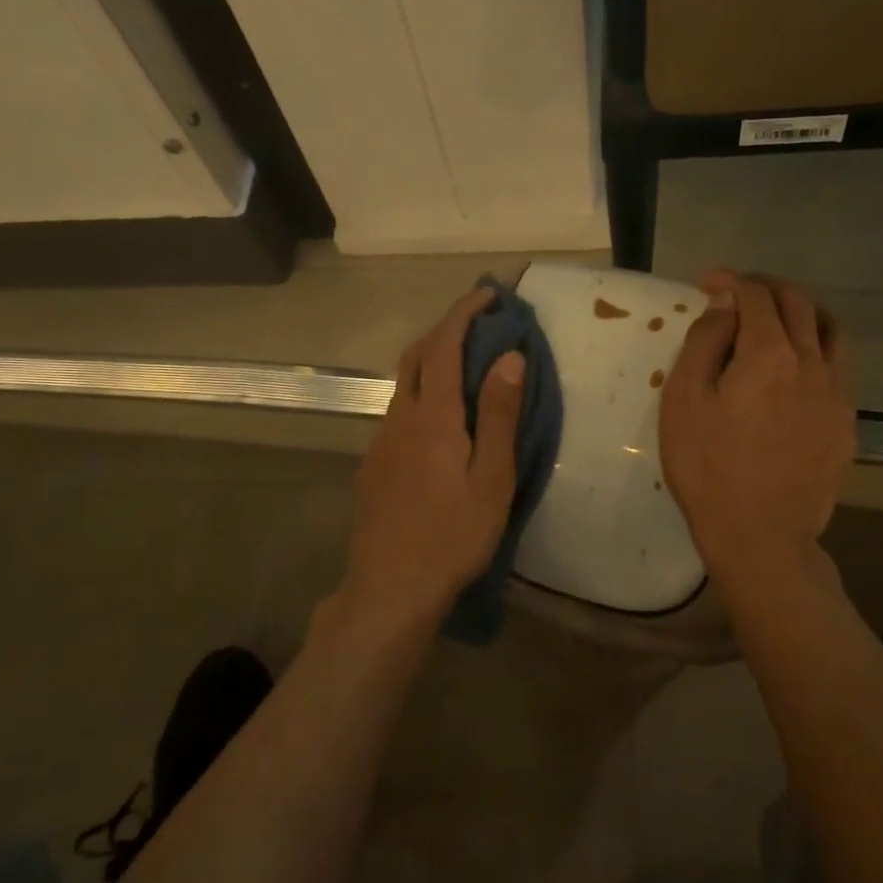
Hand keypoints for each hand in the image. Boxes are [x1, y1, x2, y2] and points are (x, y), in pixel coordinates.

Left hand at [334, 286, 526, 637]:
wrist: (389, 588)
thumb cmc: (453, 536)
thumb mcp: (492, 478)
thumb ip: (498, 414)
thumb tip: (509, 356)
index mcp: (433, 416)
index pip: (445, 345)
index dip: (465, 312)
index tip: (490, 294)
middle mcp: (399, 418)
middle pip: (415, 356)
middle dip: (444, 328)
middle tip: (478, 323)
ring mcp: (381, 443)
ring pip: (403, 385)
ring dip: (431, 361)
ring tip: (465, 365)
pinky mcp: (373, 466)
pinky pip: (397, 413)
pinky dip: (421, 394)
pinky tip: (439, 420)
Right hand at [659, 271, 855, 588]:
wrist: (761, 535)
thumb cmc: (708, 468)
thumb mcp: (684, 402)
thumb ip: (704, 344)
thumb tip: (724, 309)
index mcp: (769, 354)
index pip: (756, 296)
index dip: (731, 281)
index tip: (707, 283)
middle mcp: (813, 362)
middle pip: (799, 303)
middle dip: (767, 287)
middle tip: (739, 292)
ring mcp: (837, 393)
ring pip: (830, 329)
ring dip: (802, 311)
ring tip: (777, 318)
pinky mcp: (846, 422)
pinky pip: (840, 364)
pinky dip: (819, 345)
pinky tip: (799, 364)